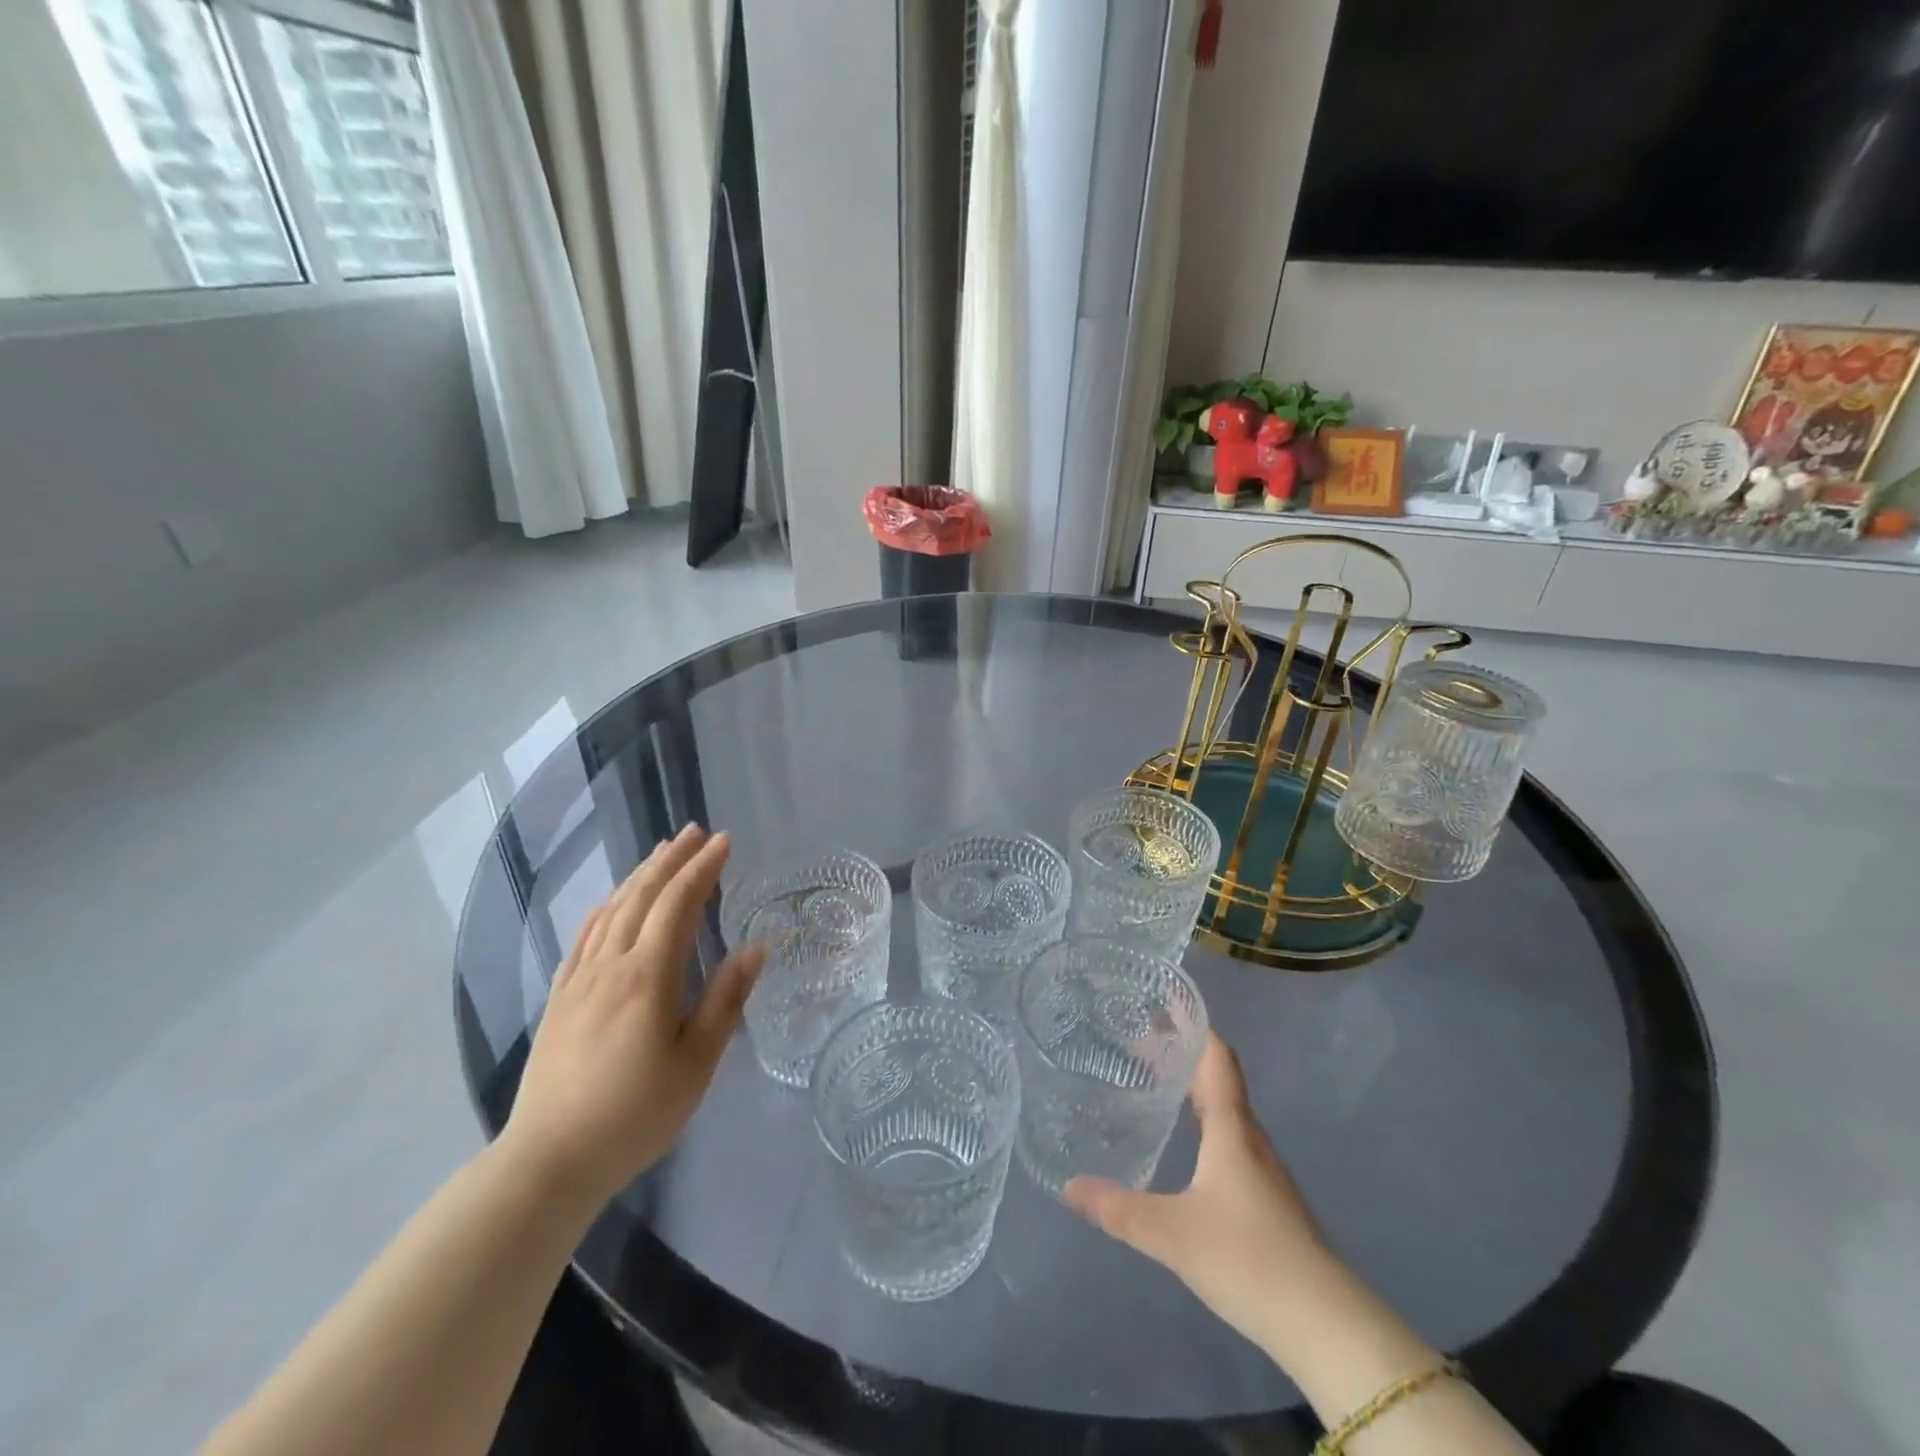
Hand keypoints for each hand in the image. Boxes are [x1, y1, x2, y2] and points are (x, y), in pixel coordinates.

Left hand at [499, 826, 764, 1210]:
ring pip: (612, 910)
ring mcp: (579, 979)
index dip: (702, 868)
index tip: (724, 842)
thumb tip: (757, 948)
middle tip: (695, 831)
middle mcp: (611, 965)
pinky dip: (605, 908)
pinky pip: (584, 937)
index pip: (678, 904)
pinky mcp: (559, 998)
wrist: (550, 1160)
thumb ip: (726, 1000)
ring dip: (640, 875)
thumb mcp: (696, 1062)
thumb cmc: (636, 1113)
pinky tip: (611, 903)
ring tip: (661, 853)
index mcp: (648, 975)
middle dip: (671, 859)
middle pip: (642, 895)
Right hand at [1064, 1031, 1331, 1355]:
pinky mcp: (1268, 1199)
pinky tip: (1186, 1144)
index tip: (1163, 1002)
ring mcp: (1263, 1170)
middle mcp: (1250, 1139)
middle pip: (1219, 1078)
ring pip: (1226, 1110)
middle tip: (1140, 1039)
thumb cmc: (1248, 1259)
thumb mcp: (1172, 1234)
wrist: (1326, 1325)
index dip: (1193, 1026)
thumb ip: (1118, 1209)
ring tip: (1156, 1081)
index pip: (1217, 1058)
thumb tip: (1068, 1187)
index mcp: (1231, 1129)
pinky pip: (1231, 1138)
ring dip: (1194, 1087)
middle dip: (1182, 1053)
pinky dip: (1204, 1120)